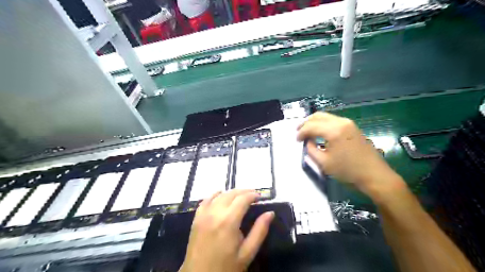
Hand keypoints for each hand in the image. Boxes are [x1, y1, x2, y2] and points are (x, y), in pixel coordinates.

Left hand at [179, 190, 274, 271]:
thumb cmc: (226, 267)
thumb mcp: (247, 253)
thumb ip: (259, 231)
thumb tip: (270, 213)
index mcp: (228, 221)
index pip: (242, 199)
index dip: (253, 195)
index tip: (261, 196)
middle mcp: (215, 213)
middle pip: (231, 194)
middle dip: (244, 191)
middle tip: (253, 195)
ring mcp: (203, 214)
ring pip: (219, 195)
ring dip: (231, 192)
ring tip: (241, 196)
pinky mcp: (196, 218)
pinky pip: (205, 200)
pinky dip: (214, 195)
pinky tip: (220, 194)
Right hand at [296, 112, 405, 202]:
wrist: (374, 175)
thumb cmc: (348, 171)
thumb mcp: (324, 163)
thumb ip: (311, 150)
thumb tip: (308, 142)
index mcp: (334, 131)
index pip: (311, 126)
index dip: (301, 132)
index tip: (296, 140)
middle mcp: (341, 122)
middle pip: (318, 116)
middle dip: (306, 123)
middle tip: (299, 131)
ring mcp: (348, 123)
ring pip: (326, 116)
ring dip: (315, 122)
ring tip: (307, 131)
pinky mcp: (353, 127)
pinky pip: (333, 120)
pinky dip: (323, 124)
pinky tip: (320, 132)